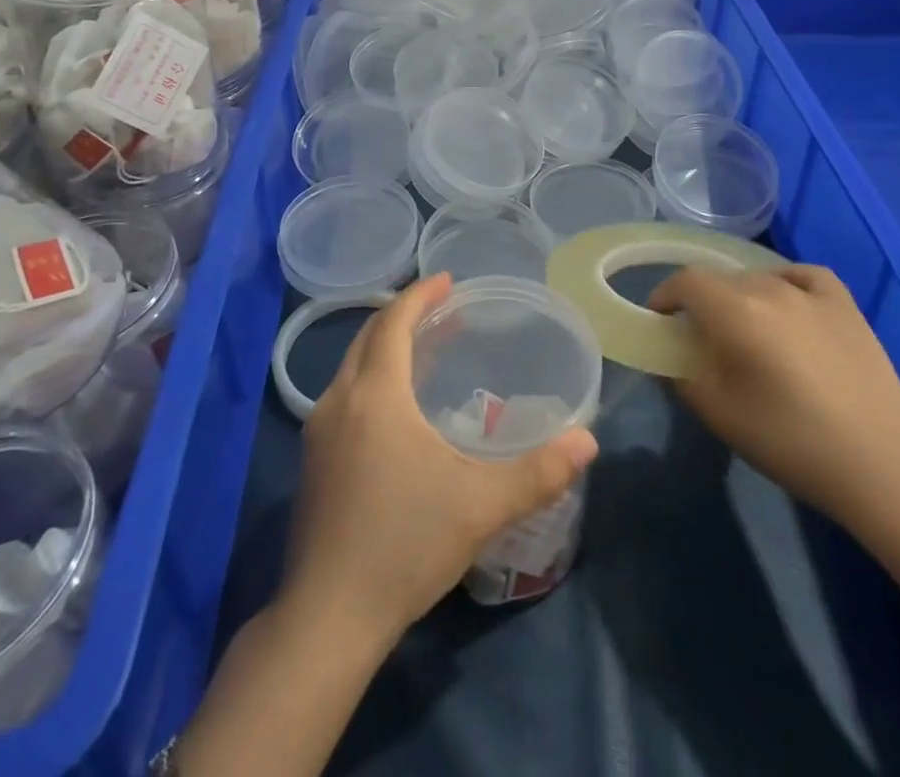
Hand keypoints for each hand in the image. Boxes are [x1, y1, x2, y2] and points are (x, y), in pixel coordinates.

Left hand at [280, 273, 599, 648]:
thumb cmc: (404, 545)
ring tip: (425, 352)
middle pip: (368, 337)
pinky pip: (344, 396)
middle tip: (443, 310)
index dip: (420, 296)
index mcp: (374, 395)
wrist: (326, 620)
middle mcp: (338, 401)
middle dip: (404, 316)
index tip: (448, 280)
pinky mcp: (312, 463)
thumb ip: (539, 472)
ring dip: (386, 348)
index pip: (393, 323)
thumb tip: (588, 440)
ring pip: (352, 367)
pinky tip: (397, 409)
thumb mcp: (481, 506)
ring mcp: (317, 434)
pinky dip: (372, 379)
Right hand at [650, 264, 899, 538]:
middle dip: (702, 301)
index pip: (686, 282)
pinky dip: (785, 282)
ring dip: (741, 296)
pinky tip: (787, 302)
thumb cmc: (791, 441)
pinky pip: (804, 276)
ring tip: (746, 328)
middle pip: (722, 279)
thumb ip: (684, 377)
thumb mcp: (720, 415)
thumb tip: (675, 358)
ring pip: (760, 278)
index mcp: (736, 311)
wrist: (881, 464)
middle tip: (701, 337)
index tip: (659, 320)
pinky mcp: (846, 305)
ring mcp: (812, 293)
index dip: (664, 295)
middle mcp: (771, 288)